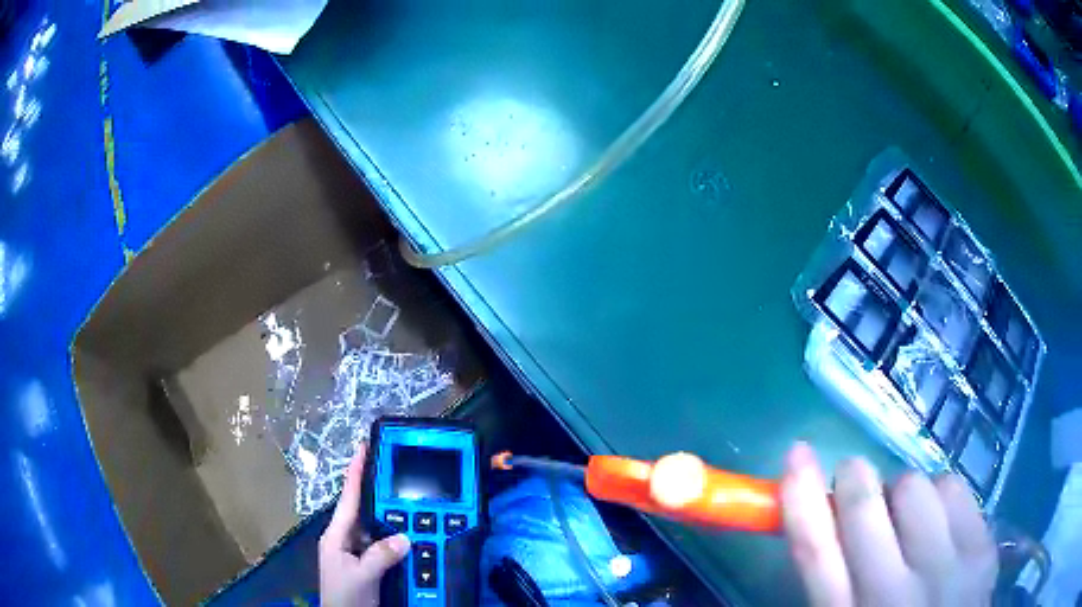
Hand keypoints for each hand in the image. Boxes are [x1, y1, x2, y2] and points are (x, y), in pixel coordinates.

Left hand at [320, 444, 410, 606]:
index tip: (364, 446)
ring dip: (392, 515)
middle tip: (398, 470)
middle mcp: (346, 538)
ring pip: (377, 527)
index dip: (356, 471)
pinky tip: (410, 532)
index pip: (348, 498)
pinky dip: (397, 536)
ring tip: (411, 499)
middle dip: (379, 490)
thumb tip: (405, 537)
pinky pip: (384, 543)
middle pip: (364, 509)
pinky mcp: (368, 562)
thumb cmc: (344, 596)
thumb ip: (381, 556)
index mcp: (337, 535)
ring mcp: (357, 551)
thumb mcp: (361, 576)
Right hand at [780, 442, 997, 605]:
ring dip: (900, 493)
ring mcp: (947, 569)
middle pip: (865, 508)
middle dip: (853, 477)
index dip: (801, 497)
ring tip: (907, 518)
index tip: (796, 453)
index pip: (816, 552)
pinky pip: (954, 487)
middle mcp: (894, 595)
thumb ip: (832, 579)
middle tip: (854, 477)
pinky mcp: (983, 549)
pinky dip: (939, 495)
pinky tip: (940, 523)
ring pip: (914, 486)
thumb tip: (822, 514)